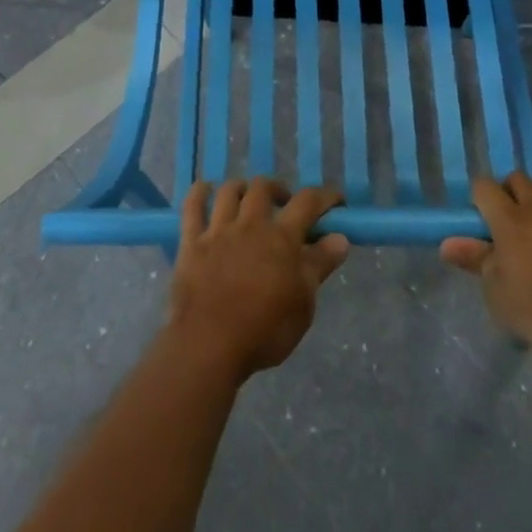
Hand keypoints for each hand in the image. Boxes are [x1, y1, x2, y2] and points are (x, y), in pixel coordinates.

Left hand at [168, 178, 349, 380]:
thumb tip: (340, 238)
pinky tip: (205, 189)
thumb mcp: (303, 303)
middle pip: (263, 188)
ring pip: (229, 191)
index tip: (335, 201)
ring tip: (247, 198)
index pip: (307, 202)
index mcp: (281, 238)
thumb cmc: (264, 330)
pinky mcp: (191, 242)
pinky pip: (192, 207)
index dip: (324, 196)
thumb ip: (320, 266)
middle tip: (284, 204)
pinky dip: (198, 193)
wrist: (209, 344)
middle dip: (277, 189)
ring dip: (241, 188)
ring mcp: (218, 231)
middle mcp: (250, 224)